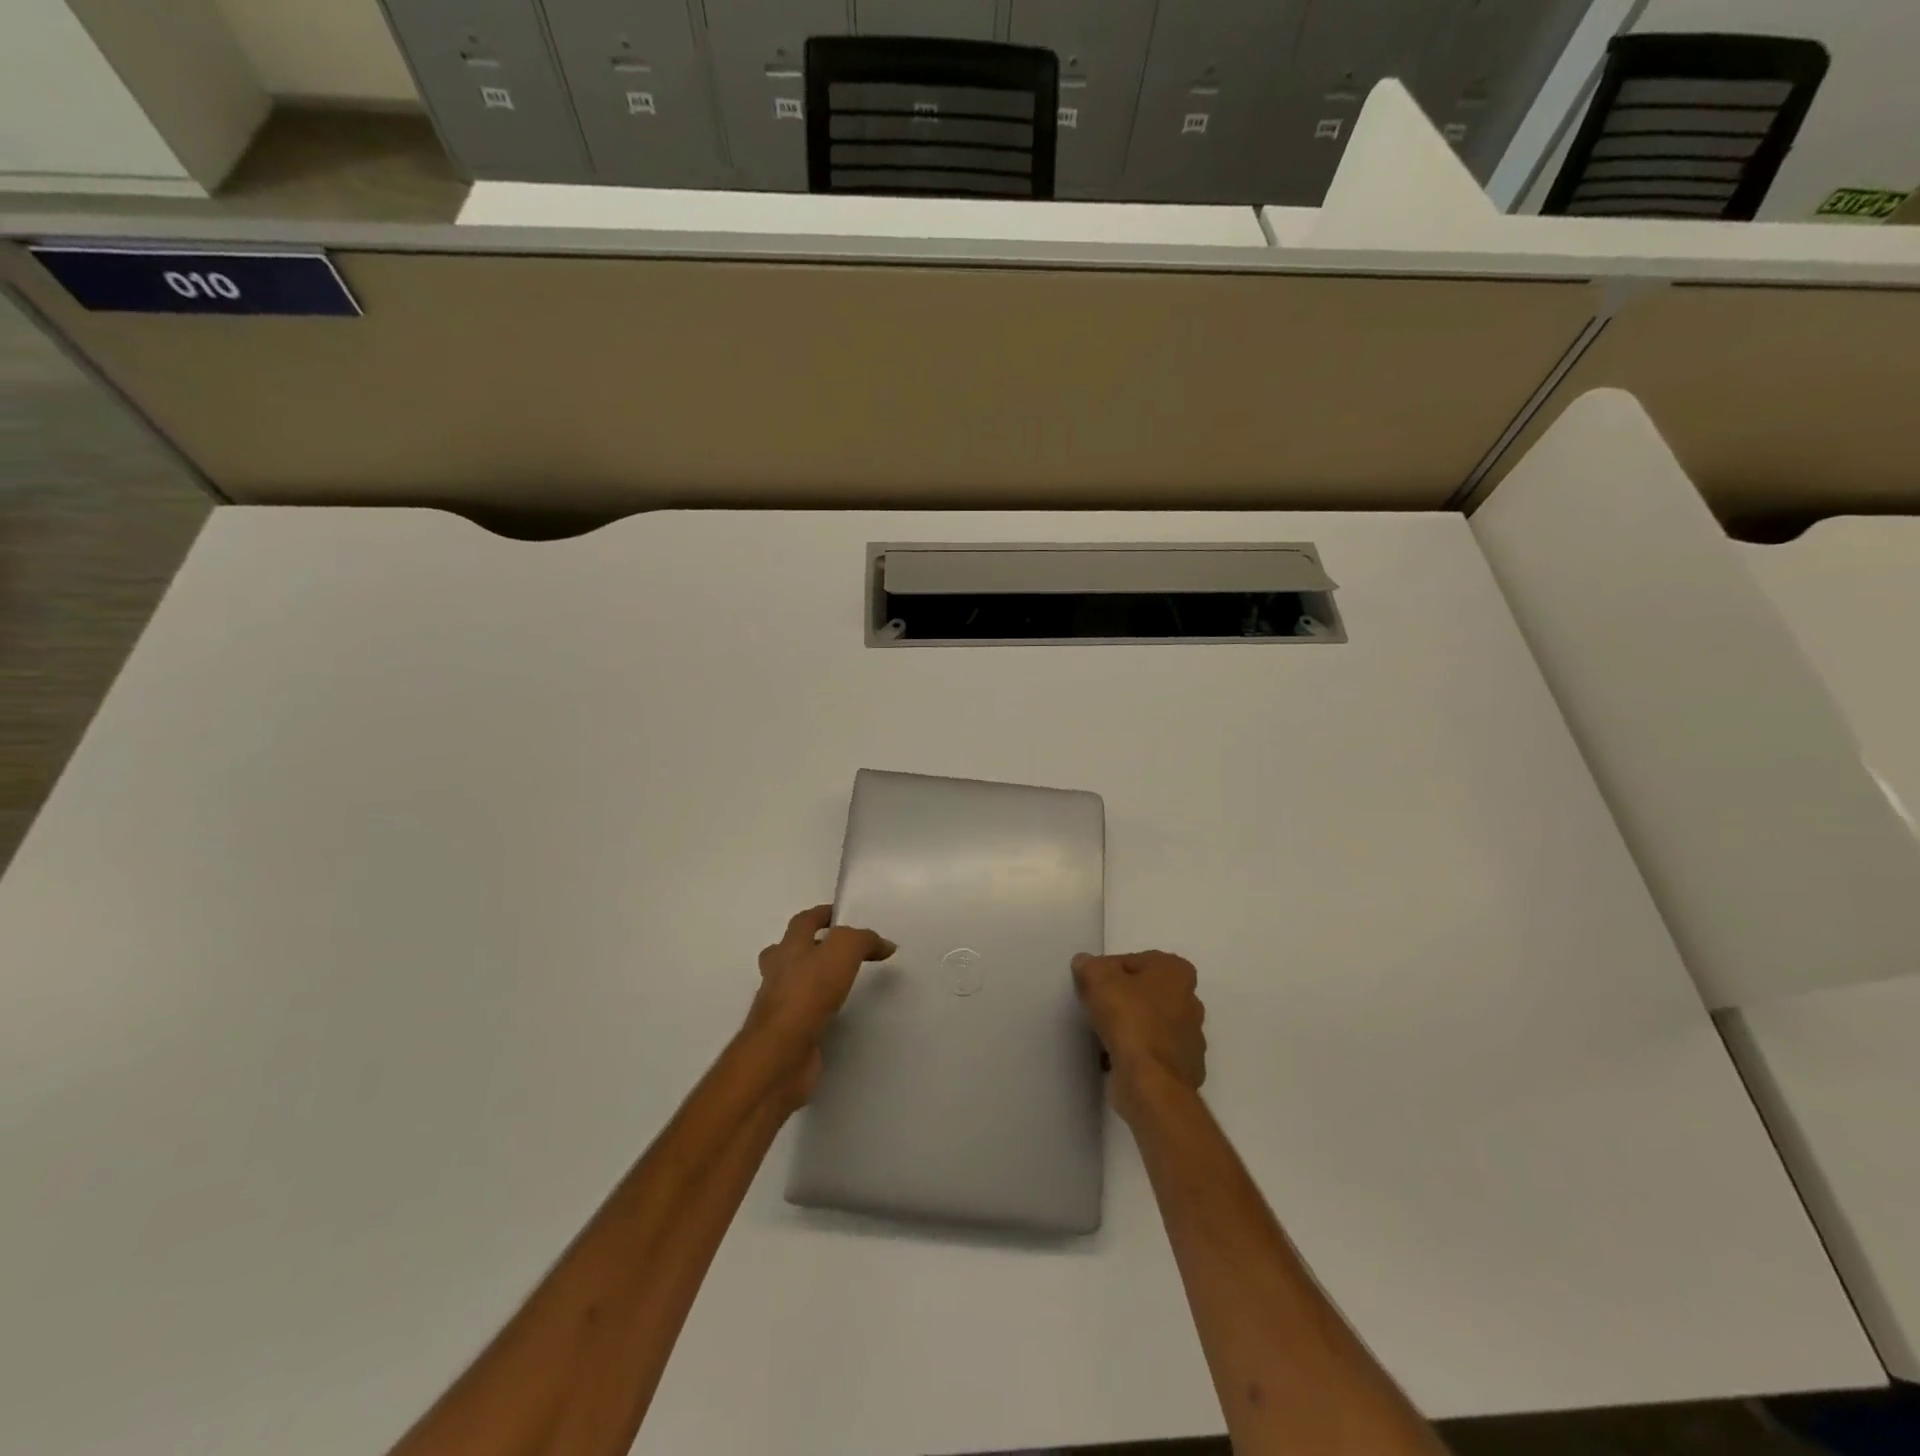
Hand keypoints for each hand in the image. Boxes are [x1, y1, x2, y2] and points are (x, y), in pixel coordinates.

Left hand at [745, 905, 894, 1106]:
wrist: (780, 1054)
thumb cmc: (807, 994)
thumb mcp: (842, 951)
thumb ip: (863, 941)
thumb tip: (885, 944)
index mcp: (788, 948)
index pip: (803, 921)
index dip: (821, 914)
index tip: (841, 915)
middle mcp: (778, 973)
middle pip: (788, 951)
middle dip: (809, 947)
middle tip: (836, 951)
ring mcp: (779, 1006)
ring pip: (793, 983)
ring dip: (812, 979)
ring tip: (840, 982)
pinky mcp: (787, 1034)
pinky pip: (803, 1014)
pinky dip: (817, 1010)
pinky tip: (836, 1016)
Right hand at [1072, 950, 1206, 1121]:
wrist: (1150, 1081)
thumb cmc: (1129, 1018)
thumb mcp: (1098, 978)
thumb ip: (1090, 966)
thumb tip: (1085, 964)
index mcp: (1177, 972)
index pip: (1134, 961)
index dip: (1109, 971)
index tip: (1092, 986)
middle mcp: (1191, 1001)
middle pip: (1146, 992)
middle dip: (1123, 998)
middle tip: (1097, 1008)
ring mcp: (1192, 1038)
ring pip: (1151, 1023)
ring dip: (1130, 1027)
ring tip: (1103, 1035)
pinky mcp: (1185, 1069)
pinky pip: (1154, 1052)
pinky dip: (1137, 1053)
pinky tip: (1115, 1058)